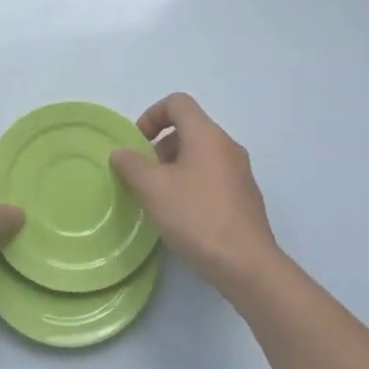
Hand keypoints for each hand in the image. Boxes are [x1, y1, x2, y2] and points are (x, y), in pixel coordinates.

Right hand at [110, 94, 285, 298]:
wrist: (247, 265)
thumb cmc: (196, 217)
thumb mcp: (152, 189)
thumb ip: (131, 164)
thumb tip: (121, 152)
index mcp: (207, 135)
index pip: (178, 103)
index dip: (152, 115)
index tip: (137, 143)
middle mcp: (227, 146)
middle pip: (189, 128)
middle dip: (160, 146)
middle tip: (144, 174)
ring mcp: (240, 172)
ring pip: (201, 154)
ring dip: (175, 166)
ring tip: (159, 197)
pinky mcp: (245, 197)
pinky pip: (213, 176)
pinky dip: (192, 183)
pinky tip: (182, 215)